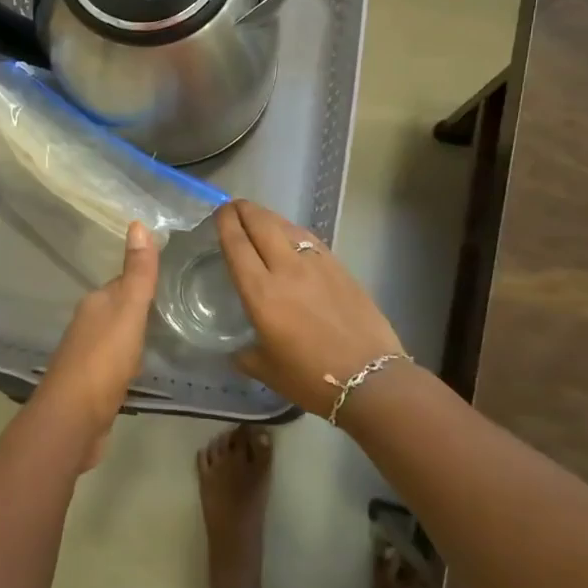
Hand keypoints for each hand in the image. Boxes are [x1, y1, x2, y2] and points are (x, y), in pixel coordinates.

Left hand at [34, 220, 158, 444]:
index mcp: (96, 304)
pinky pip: (116, 363)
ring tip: (164, 335)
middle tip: (175, 305)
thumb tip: (138, 223)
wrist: (73, 419)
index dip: (144, 279)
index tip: (172, 276)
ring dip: (135, 335)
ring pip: (117, 336)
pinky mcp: (92, 385)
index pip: (124, 283)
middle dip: (141, 307)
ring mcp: (87, 356)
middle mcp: (88, 324)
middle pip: (119, 308)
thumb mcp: (128, 312)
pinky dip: (129, 361)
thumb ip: (137, 273)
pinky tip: (142, 369)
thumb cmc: (103, 360)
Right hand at [216, 200, 405, 417]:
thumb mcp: (266, 370)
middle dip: (244, 210)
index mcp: (261, 292)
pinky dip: (294, 232)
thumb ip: (246, 354)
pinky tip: (293, 238)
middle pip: (261, 223)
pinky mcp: (340, 268)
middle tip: (233, 208)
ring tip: (260, 218)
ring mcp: (316, 264)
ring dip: (269, 217)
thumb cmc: (311, 378)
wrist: (371, 379)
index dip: (224, 222)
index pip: (236, 243)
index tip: (217, 213)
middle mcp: (286, 269)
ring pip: (287, 226)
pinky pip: (310, 240)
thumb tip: (237, 351)